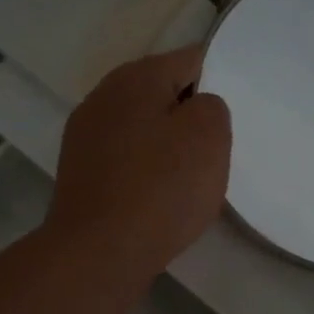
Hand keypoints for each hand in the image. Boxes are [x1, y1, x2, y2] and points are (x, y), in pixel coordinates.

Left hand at [45, 46, 231, 289]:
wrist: (97, 254)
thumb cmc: (160, 189)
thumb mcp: (209, 136)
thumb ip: (212, 106)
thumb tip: (195, 108)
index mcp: (135, 77)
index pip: (190, 60)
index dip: (218, 81)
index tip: (234, 114)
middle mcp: (103, 96)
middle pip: (162, 94)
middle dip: (190, 116)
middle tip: (215, 149)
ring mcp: (85, 135)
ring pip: (143, 128)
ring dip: (166, 145)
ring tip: (189, 178)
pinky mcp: (79, 172)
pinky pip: (125, 159)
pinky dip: (145, 170)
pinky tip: (158, 197)